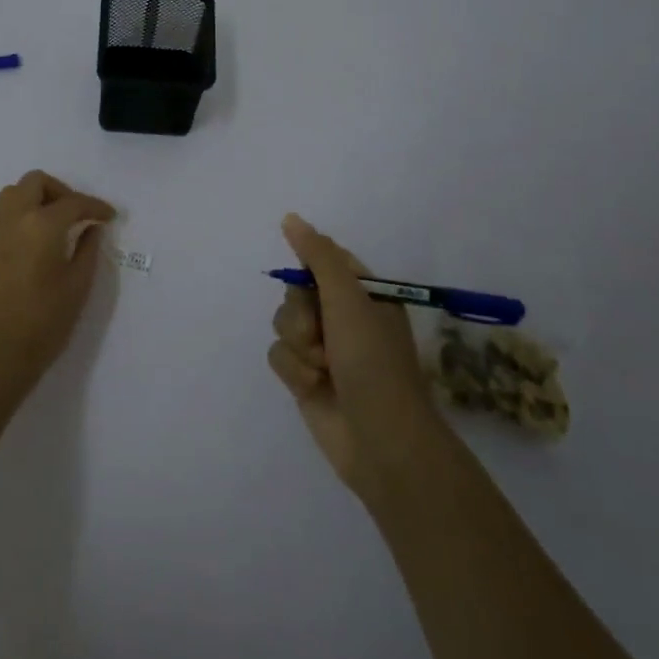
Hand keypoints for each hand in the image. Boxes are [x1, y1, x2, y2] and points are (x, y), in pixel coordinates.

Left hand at [0, 170, 115, 402]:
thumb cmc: (45, 322)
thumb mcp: (78, 286)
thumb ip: (88, 250)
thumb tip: (92, 229)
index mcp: (41, 225)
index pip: (73, 203)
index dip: (95, 207)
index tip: (109, 217)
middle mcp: (12, 217)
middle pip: (36, 182)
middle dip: (61, 191)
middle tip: (77, 214)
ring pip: (12, 193)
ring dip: (35, 198)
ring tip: (52, 223)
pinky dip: (16, 214)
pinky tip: (28, 239)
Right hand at [267, 213, 444, 501]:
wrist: (381, 441)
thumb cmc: (373, 361)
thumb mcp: (348, 299)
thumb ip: (318, 256)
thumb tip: (290, 217)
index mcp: (363, 294)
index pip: (324, 260)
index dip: (310, 270)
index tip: (309, 282)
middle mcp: (342, 317)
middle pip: (296, 291)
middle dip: (301, 313)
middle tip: (321, 333)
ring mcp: (323, 349)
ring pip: (282, 322)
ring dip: (298, 345)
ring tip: (322, 367)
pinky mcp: (305, 377)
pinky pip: (278, 355)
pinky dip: (293, 369)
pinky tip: (313, 386)